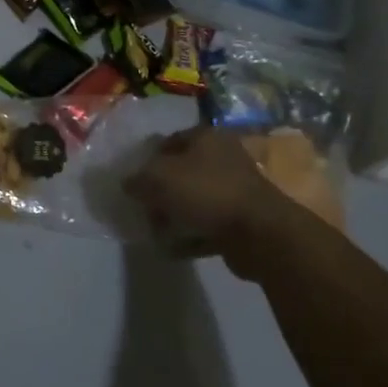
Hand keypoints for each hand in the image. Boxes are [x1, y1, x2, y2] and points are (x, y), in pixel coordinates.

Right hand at [123, 127, 326, 280]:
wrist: (259, 234)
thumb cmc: (206, 192)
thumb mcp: (159, 178)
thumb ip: (137, 179)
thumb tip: (128, 184)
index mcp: (206, 138)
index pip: (169, 141)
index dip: (147, 159)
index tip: (132, 179)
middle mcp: (223, 158)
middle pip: (181, 172)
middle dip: (160, 191)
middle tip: (143, 207)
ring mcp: (235, 190)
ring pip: (194, 200)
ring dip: (174, 216)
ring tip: (155, 231)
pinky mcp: (241, 221)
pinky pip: (207, 226)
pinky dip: (190, 236)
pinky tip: (172, 248)